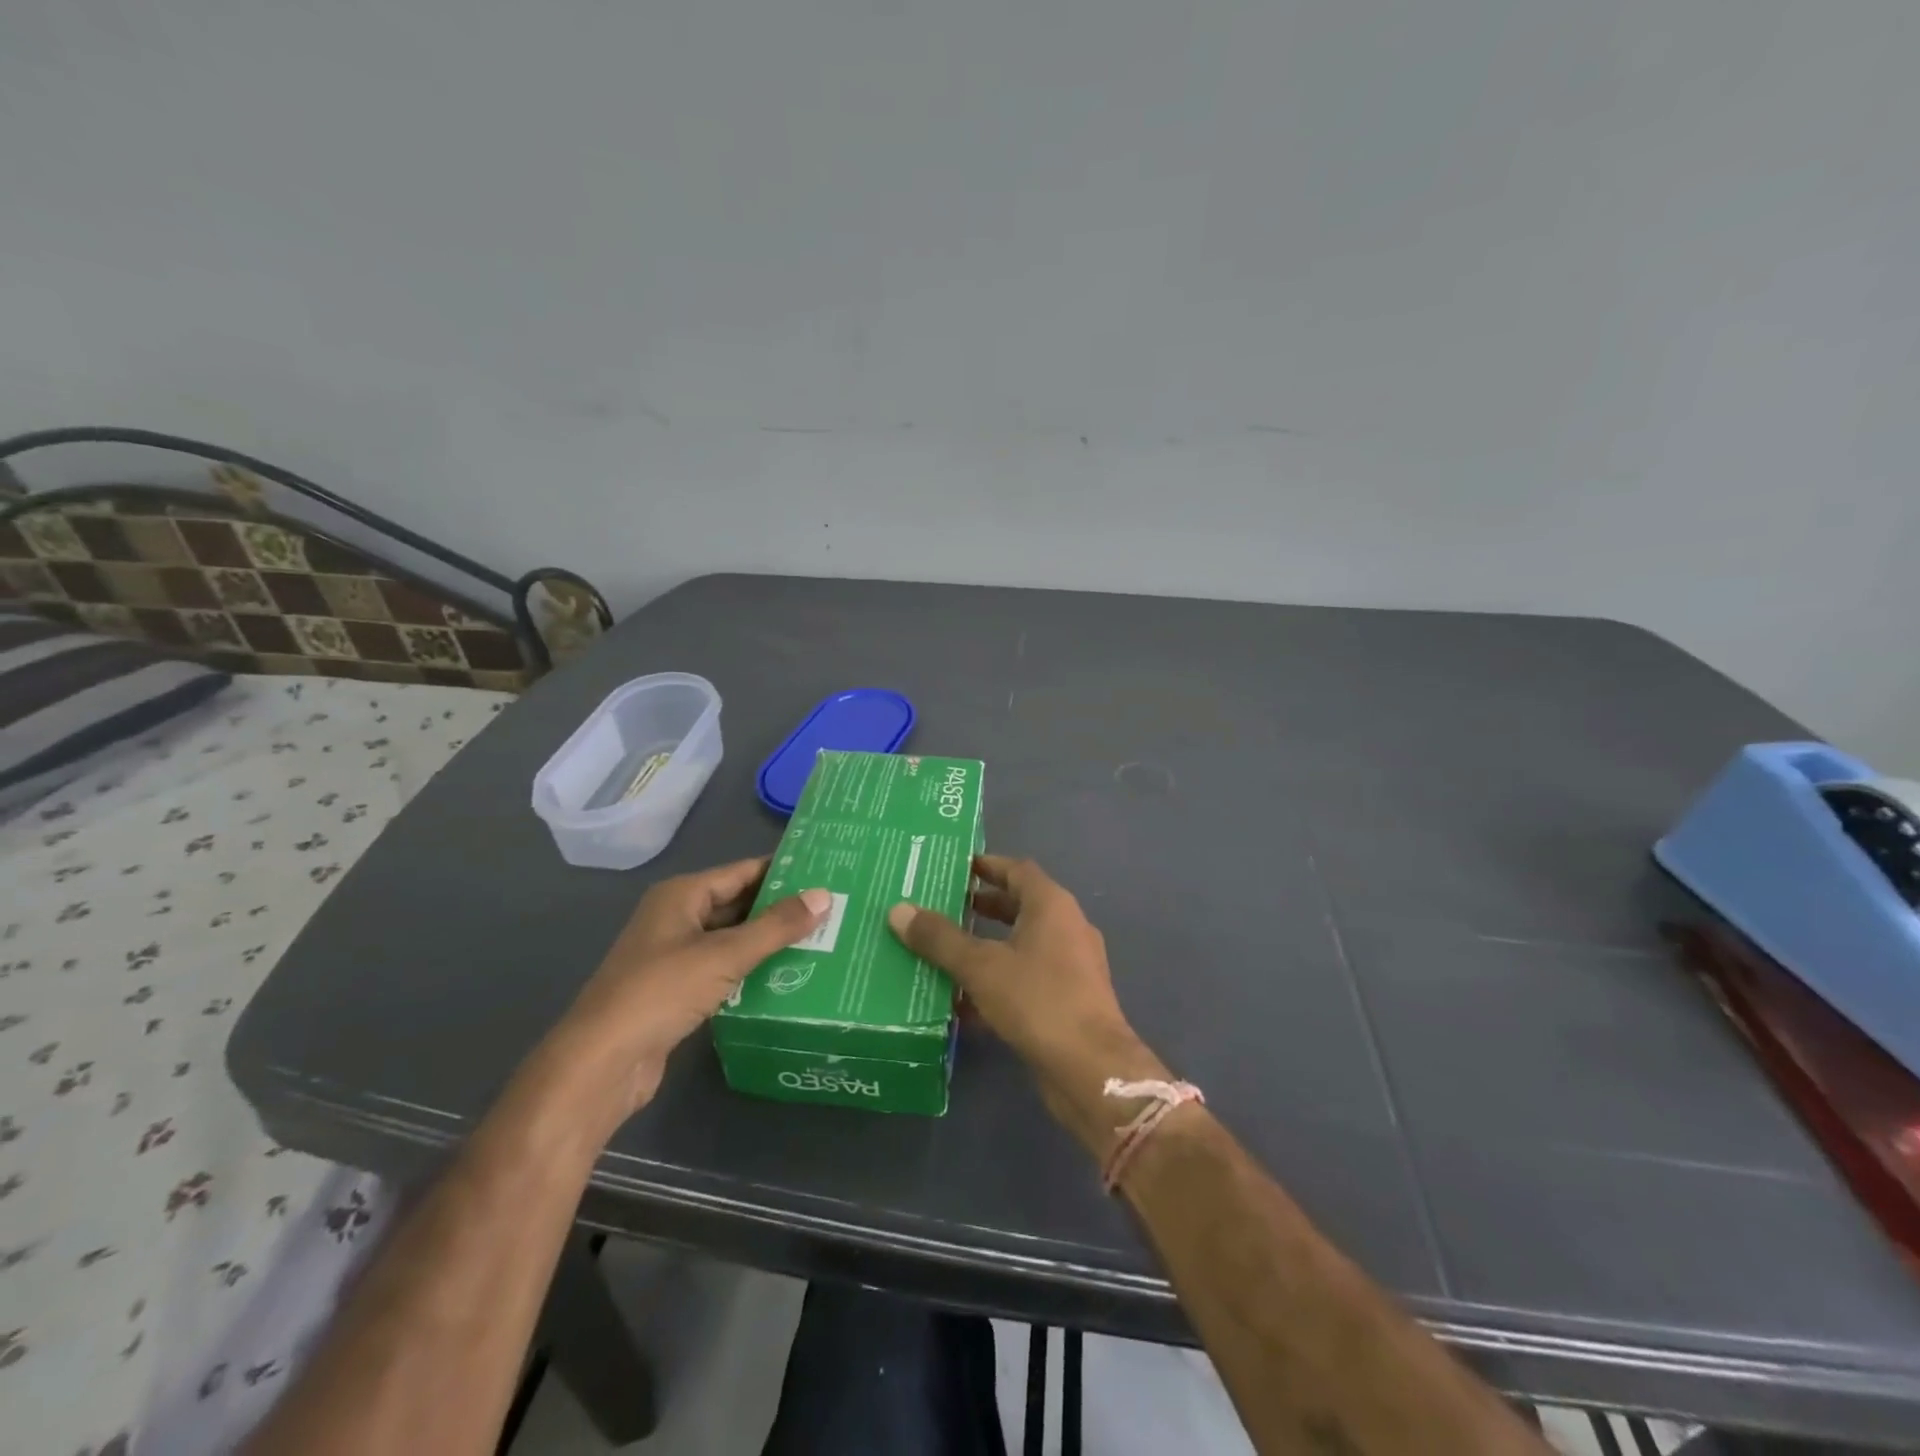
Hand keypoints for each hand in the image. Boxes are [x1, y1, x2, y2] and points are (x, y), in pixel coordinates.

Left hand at [553, 858, 828, 1119]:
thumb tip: (824, 895)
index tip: (826, 871)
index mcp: (682, 895)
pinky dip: (753, 970)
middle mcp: (677, 918)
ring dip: (769, 942)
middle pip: (738, 904)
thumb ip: (776, 926)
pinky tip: (788, 976)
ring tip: (822, 940)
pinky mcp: (678, 991)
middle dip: (781, 908)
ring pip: (733, 939)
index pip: (743, 872)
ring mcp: (675, 956)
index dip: (782, 871)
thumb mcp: (724, 955)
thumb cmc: (661, 992)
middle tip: (833, 909)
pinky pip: (725, 970)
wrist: (602, 1064)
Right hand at [887, 854, 1169, 1159]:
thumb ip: (940, 939)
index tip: (955, 868)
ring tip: (944, 952)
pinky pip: (1026, 980)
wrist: (1091, 1070)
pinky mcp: (1068, 1002)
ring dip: (986, 947)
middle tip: (942, 908)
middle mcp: (1066, 928)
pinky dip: (997, 983)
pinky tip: (961, 1004)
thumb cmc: (1038, 1000)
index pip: (1017, 870)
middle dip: (982, 907)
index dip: (987, 866)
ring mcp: (1071, 967)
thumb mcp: (981, 967)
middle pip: (1019, 907)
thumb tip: (898, 910)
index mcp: (1052, 906)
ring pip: (1021, 946)